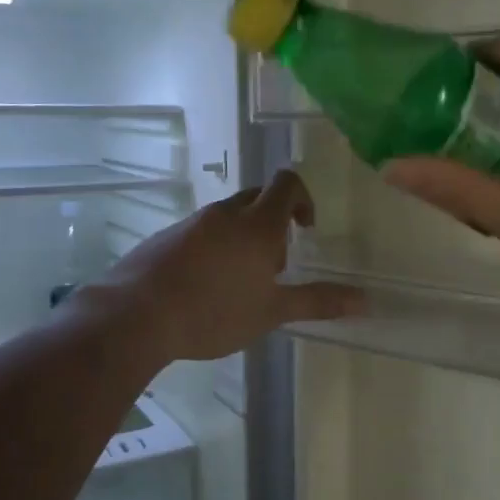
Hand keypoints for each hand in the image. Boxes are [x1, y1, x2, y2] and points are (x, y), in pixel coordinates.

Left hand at [86, 169, 363, 362]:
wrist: (135, 315)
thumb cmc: (213, 312)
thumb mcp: (272, 311)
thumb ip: (318, 301)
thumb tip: (365, 301)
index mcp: (257, 224)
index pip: (287, 183)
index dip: (303, 199)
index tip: (305, 230)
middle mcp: (226, 213)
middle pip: (259, 197)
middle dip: (275, 220)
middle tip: (275, 263)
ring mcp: (193, 222)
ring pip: (229, 215)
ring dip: (245, 235)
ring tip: (241, 281)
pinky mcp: (166, 236)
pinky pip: (202, 229)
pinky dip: (216, 245)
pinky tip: (206, 286)